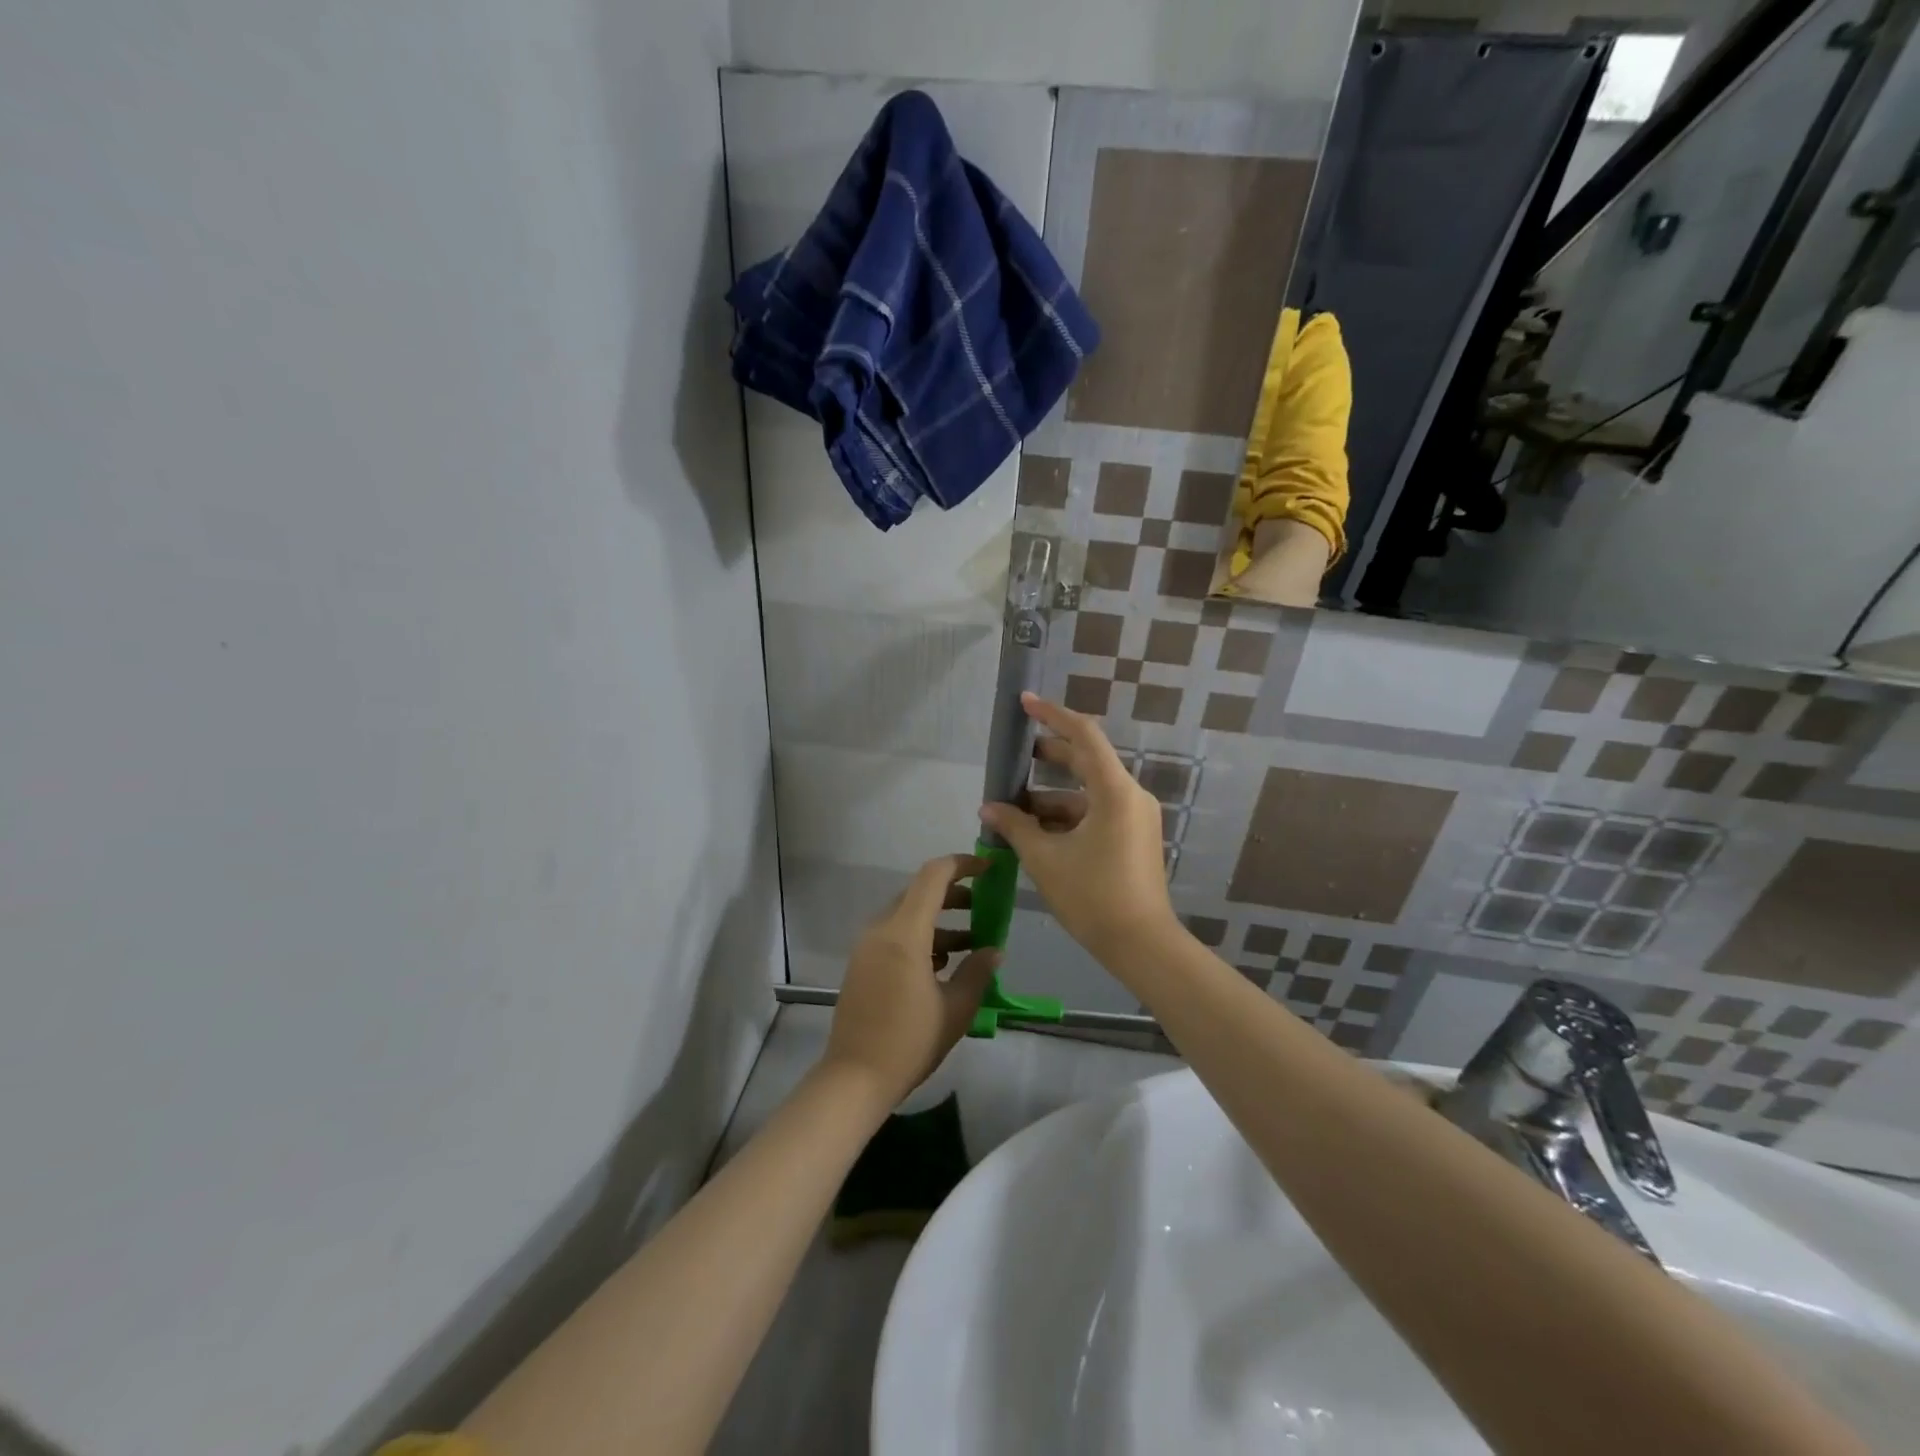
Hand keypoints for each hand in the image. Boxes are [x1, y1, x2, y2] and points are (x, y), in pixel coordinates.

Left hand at [822, 854, 1000, 1108]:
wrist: (854, 1078)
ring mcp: (867, 947)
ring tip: (971, 942)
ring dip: (938, 920)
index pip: (933, 877)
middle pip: (919, 893)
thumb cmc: (909, 1041)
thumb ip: (978, 972)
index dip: (962, 865)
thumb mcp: (956, 1008)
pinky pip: (894, 935)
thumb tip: (994, 951)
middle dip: (954, 894)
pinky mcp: (861, 964)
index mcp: (904, 933)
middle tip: (983, 907)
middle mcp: (881, 930)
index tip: (988, 870)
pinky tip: (942, 964)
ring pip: (907, 915)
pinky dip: (920, 937)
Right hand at [978, 693, 1175, 961]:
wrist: (1141, 945)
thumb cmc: (1092, 896)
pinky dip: (1067, 816)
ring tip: (1014, 808)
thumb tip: (988, 806)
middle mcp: (1130, 795)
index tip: (1024, 703)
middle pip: (1086, 761)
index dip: (1052, 715)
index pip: (1084, 736)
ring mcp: (1135, 817)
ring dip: (1051, 796)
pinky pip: (1096, 812)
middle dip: (1048, 756)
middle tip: (1014, 757)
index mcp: (1115, 791)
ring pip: (1087, 792)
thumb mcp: (1045, 859)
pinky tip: (1036, 832)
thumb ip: (1014, 826)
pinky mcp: (1134, 837)